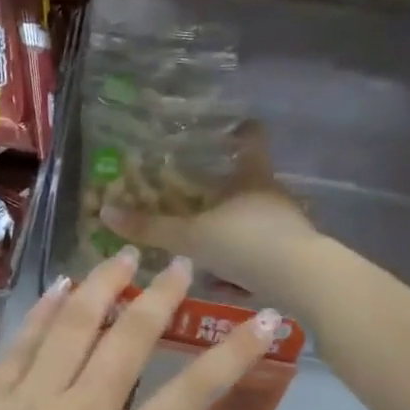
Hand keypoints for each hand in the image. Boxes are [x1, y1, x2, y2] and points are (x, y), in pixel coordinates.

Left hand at [0, 249, 279, 409]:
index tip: (263, 320)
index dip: (232, 358)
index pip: (189, 400)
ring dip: (102, 286)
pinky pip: (25, 341)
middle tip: (179, 266)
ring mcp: (31, 397)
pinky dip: (45, 310)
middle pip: (130, 342)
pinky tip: (59, 287)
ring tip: (122, 257)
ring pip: (75, 325)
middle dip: (161, 298)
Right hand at [99, 127, 319, 305]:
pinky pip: (264, 248)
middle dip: (229, 186)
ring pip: (258, 216)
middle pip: (252, 181)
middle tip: (200, 192)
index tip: (234, 127)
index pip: (251, 142)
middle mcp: (273, 195)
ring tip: (208, 238)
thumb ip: (150, 227)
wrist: (303, 281)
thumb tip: (105, 212)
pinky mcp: (296, 253)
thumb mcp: (190, 237)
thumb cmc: (246, 243)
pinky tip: (229, 277)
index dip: (243, 132)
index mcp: (252, 178)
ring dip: (236, 224)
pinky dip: (246, 256)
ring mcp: (289, 224)